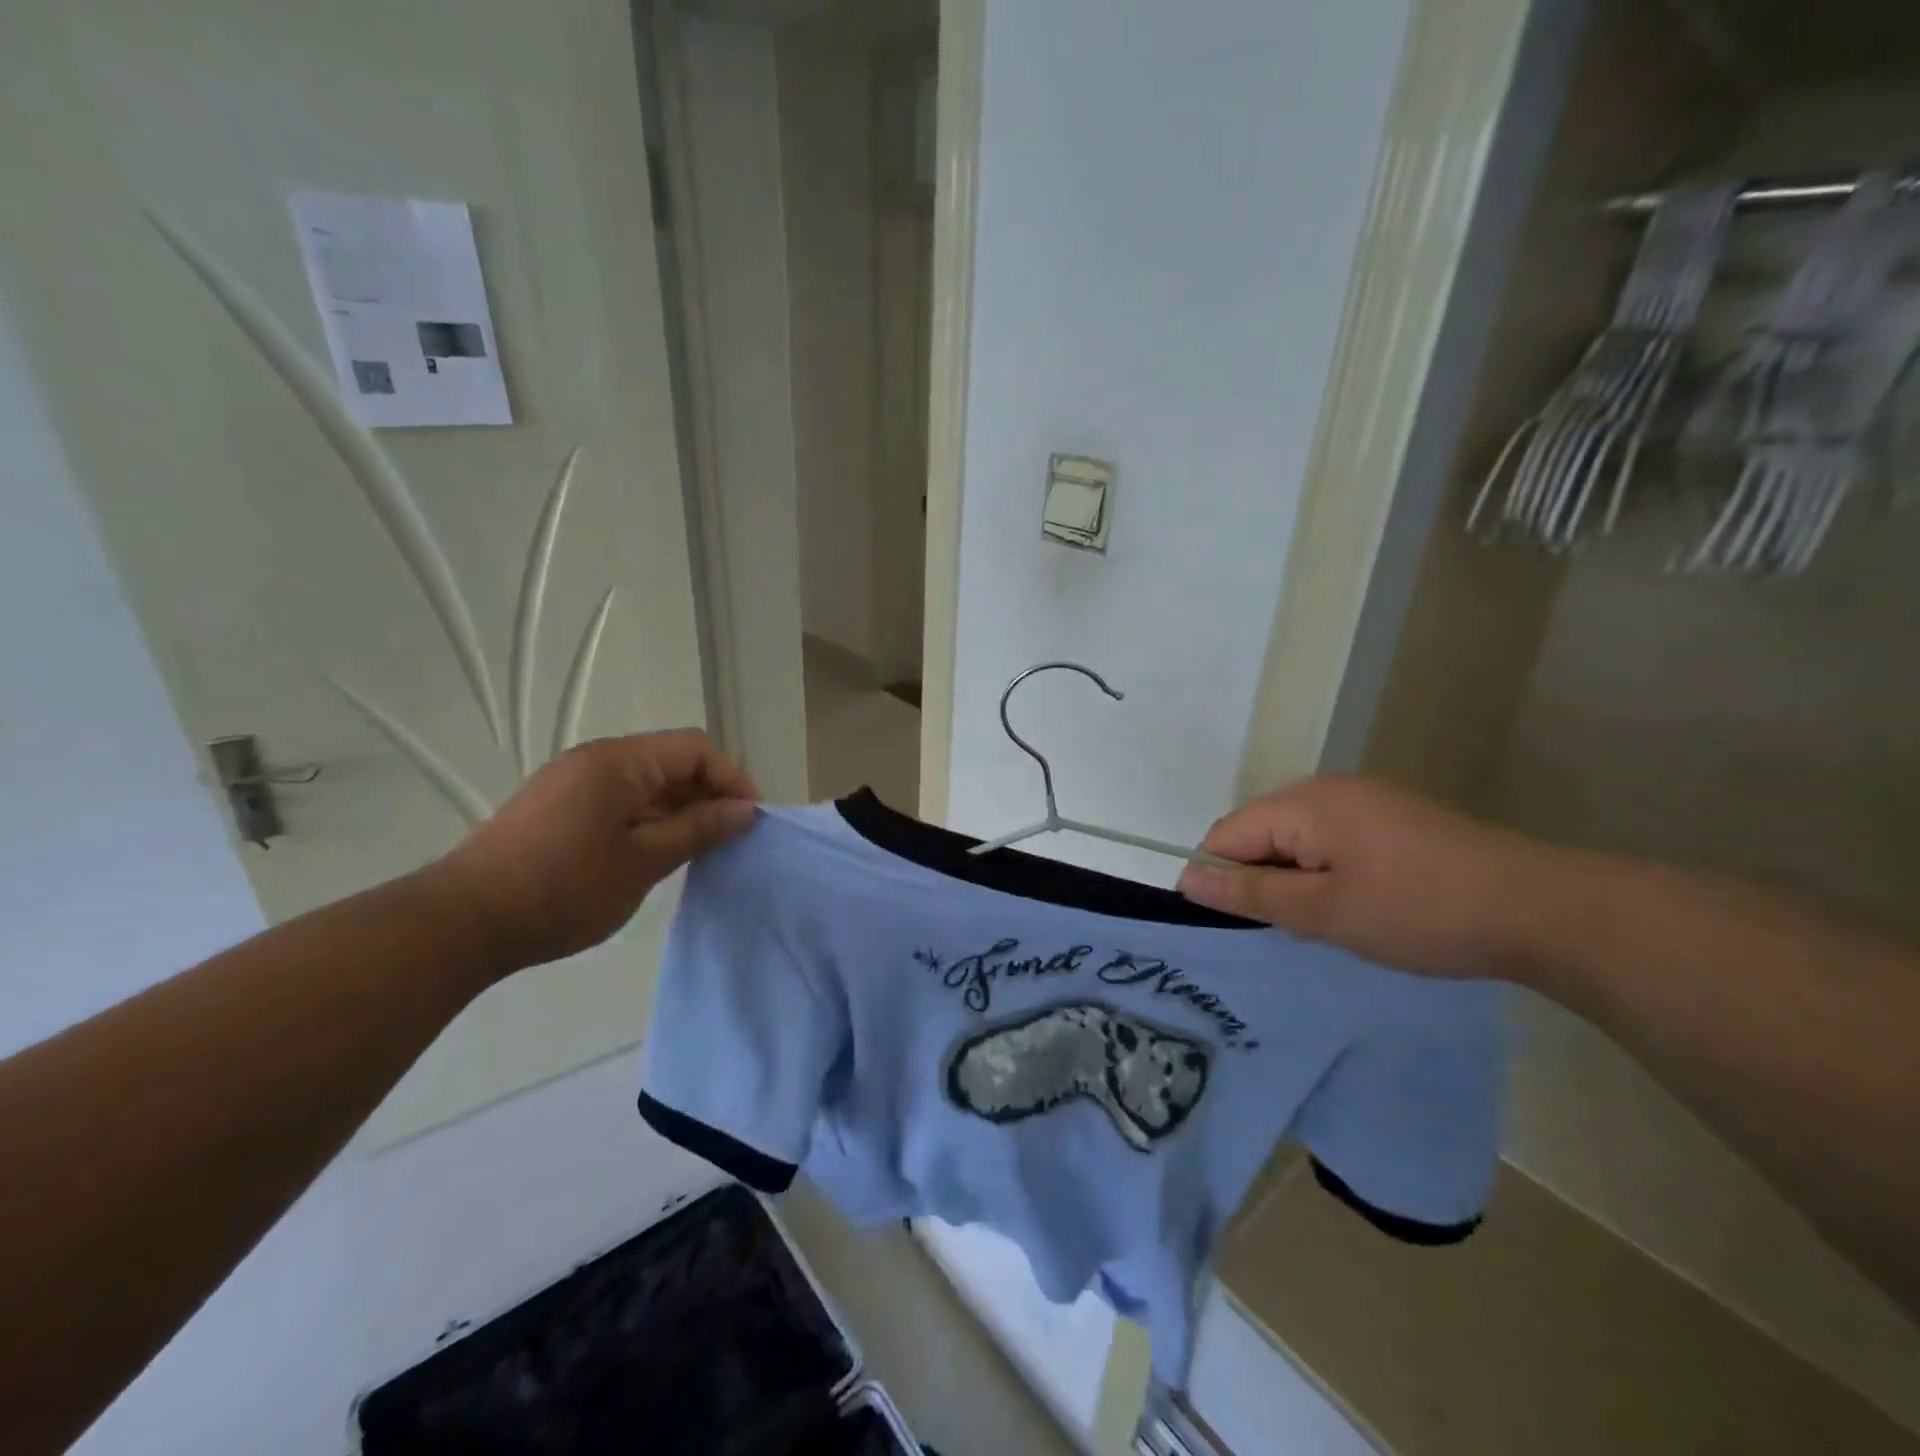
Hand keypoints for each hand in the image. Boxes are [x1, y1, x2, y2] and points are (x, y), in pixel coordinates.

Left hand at [426, 730, 756, 977]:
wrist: (463, 923)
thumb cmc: (564, 888)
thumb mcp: (644, 861)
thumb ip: (700, 829)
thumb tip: (746, 810)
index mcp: (620, 761)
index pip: (696, 749)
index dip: (732, 778)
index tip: (750, 820)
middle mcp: (597, 760)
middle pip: (672, 761)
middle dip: (709, 793)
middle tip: (730, 838)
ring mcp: (574, 783)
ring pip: (647, 783)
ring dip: (680, 809)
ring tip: (700, 850)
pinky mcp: (559, 808)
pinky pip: (621, 800)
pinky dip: (650, 819)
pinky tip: (658, 853)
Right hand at [1177, 774, 1546, 978]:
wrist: (1542, 909)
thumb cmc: (1419, 911)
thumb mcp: (1324, 911)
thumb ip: (1250, 894)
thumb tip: (1186, 879)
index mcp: (1304, 803)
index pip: (1227, 834)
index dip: (1216, 877)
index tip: (1226, 925)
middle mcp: (1328, 789)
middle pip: (1260, 832)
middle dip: (1258, 879)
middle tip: (1286, 930)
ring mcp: (1365, 799)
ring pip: (1296, 839)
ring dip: (1293, 878)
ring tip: (1323, 922)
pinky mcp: (1392, 816)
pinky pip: (1331, 839)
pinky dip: (1325, 871)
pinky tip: (1356, 904)